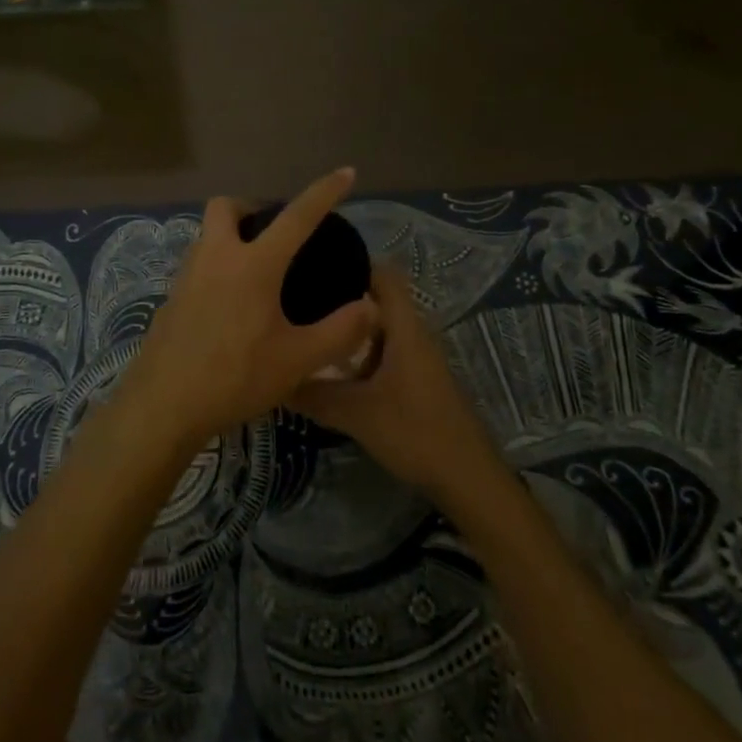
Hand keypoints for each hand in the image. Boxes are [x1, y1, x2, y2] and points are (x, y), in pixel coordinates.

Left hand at [122, 169, 380, 446]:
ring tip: (257, 272)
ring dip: (231, 238)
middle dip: (251, 207)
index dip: (324, 192)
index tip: (345, 172)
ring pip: (207, 236)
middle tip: (274, 232)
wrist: (164, 405)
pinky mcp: (170, 299)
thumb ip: (340, 331)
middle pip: (226, 207)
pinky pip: (197, 267)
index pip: (296, 216)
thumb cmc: (235, 376)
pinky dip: (216, 269)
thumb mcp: (298, 359)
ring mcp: (187, 276)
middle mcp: (216, 257)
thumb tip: (370, 306)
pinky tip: (230, 307)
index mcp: (253, 264)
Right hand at [290, 265, 504, 501]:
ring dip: (348, 329)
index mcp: (404, 327)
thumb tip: (274, 377)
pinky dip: (358, 353)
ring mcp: (416, 359)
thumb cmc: (415, 432)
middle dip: (340, 297)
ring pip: (378, 329)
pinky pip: (381, 353)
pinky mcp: (415, 382)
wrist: (467, 478)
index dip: (352, 262)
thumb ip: (313, 393)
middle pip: (376, 300)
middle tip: (298, 300)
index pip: (382, 274)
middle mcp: (413, 334)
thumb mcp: (355, 413)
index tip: (314, 264)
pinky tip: (330, 368)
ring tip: (307, 329)